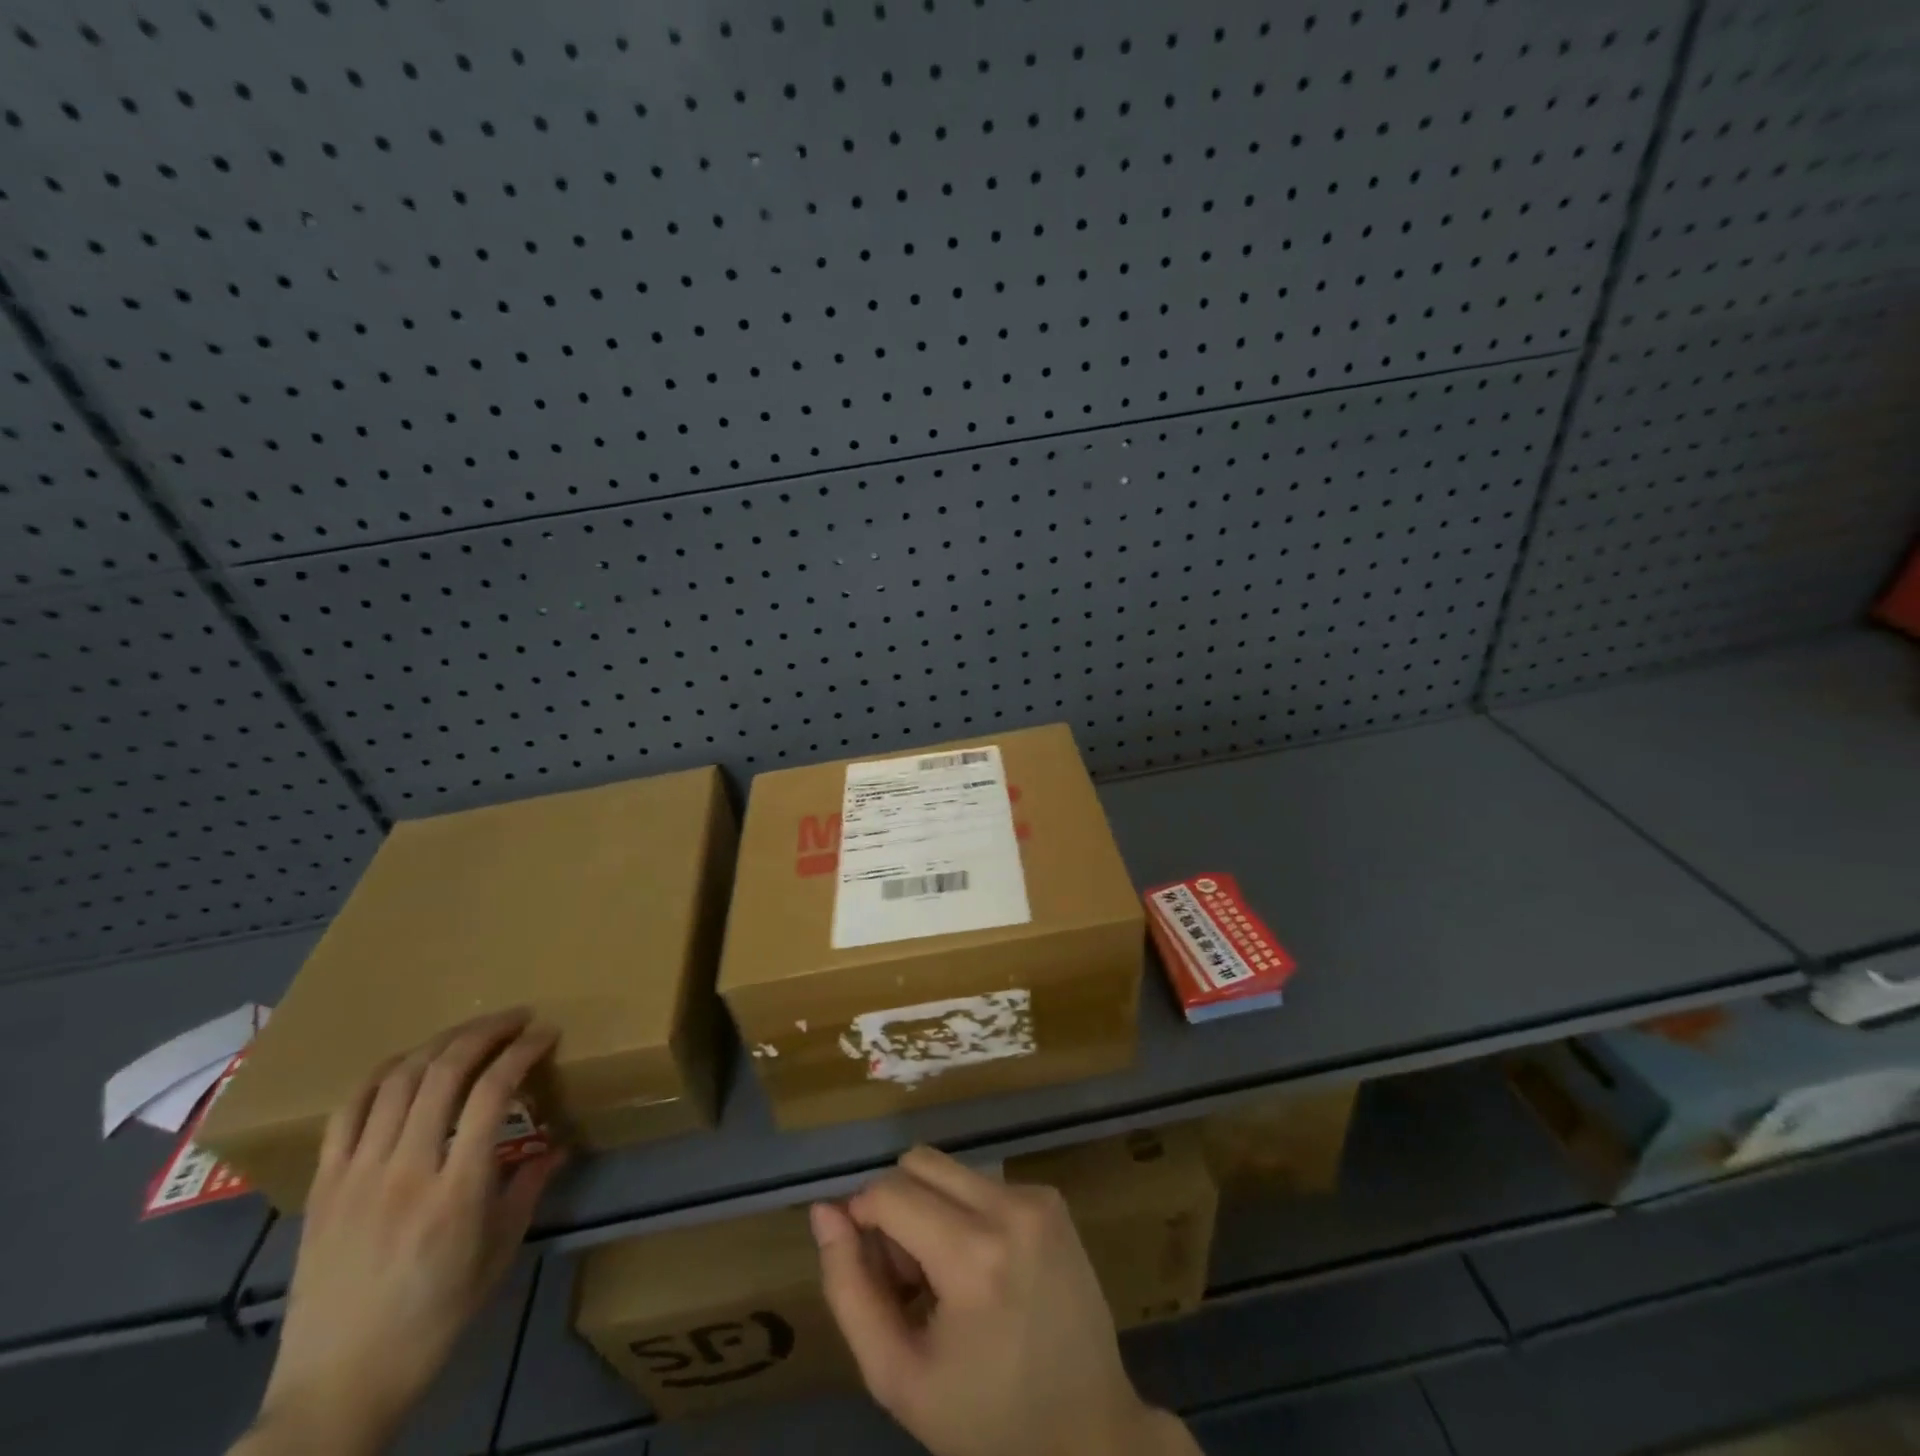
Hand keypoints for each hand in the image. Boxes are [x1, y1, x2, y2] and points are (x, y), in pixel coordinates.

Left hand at [239, 1011, 564, 1455]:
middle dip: (485, 1031)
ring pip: (397, 1080)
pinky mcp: (323, 1187)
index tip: (546, 1035)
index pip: (492, 1093)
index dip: (522, 1052)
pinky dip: (382, 1074)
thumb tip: (556, 1145)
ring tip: (470, 1032)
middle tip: (516, 1018)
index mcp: (455, 1192)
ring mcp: (356, 1176)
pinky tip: (407, 1063)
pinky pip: (348, 1112)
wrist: (338, 1385)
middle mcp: (404, 1171)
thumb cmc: (434, 1319)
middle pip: (443, 1072)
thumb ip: (528, 1189)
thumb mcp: (499, 1255)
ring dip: (440, 1043)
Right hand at [812, 1146, 1196, 1455]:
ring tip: (946, 1280)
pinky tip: (980, 1270)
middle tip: (910, 1280)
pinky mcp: (1053, 1198)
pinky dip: (965, 1212)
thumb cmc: (986, 1419)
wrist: (1090, 1432)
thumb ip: (849, 1289)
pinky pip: (982, 1181)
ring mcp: (1038, 1197)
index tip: (874, 1274)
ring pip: (949, 1170)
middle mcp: (1010, 1207)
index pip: (889, 1191)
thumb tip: (824, 1211)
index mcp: (974, 1254)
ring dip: (931, 1209)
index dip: (863, 1222)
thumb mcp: (897, 1376)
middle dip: (897, 1209)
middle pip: (919, 1163)